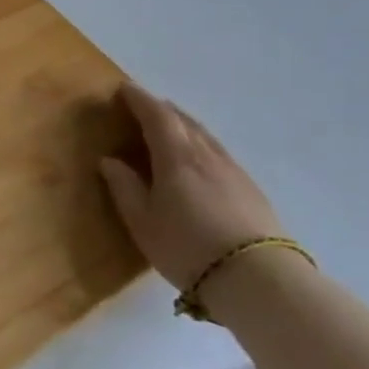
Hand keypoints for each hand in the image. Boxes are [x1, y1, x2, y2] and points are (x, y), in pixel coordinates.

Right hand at [99, 83, 286, 292]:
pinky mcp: (250, 189)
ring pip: (204, 135)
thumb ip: (125, 188)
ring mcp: (233, 171)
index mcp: (176, 158)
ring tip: (169, 127)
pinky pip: (218, 152)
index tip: (124, 89)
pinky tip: (198, 159)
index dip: (139, 100)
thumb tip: (109, 161)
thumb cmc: (188, 248)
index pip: (157, 116)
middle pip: (184, 121)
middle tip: (143, 107)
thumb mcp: (143, 222)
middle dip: (161, 109)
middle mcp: (206, 155)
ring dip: (183, 125)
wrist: (259, 279)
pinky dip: (200, 144)